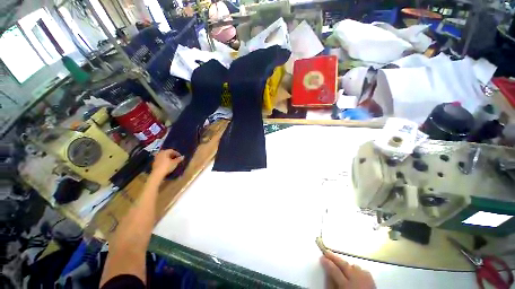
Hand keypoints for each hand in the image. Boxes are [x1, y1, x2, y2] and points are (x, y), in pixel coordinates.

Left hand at [151, 149, 183, 177]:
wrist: (157, 173)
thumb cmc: (167, 166)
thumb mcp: (175, 163)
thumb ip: (179, 159)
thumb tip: (183, 157)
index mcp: (165, 152)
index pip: (172, 150)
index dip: (177, 153)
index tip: (180, 157)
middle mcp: (160, 153)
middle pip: (167, 152)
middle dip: (172, 155)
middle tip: (176, 158)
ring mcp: (156, 157)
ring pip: (164, 156)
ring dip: (168, 157)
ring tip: (172, 161)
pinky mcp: (154, 162)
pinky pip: (161, 159)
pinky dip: (164, 160)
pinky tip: (167, 163)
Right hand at [320, 251, 375, 288]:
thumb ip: (331, 284)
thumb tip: (326, 272)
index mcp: (346, 285)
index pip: (334, 269)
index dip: (327, 262)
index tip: (321, 257)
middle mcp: (357, 279)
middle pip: (344, 264)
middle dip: (335, 258)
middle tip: (327, 252)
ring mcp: (366, 278)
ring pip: (353, 266)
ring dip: (345, 264)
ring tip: (339, 262)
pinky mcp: (372, 280)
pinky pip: (362, 270)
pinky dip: (356, 269)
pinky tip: (352, 270)